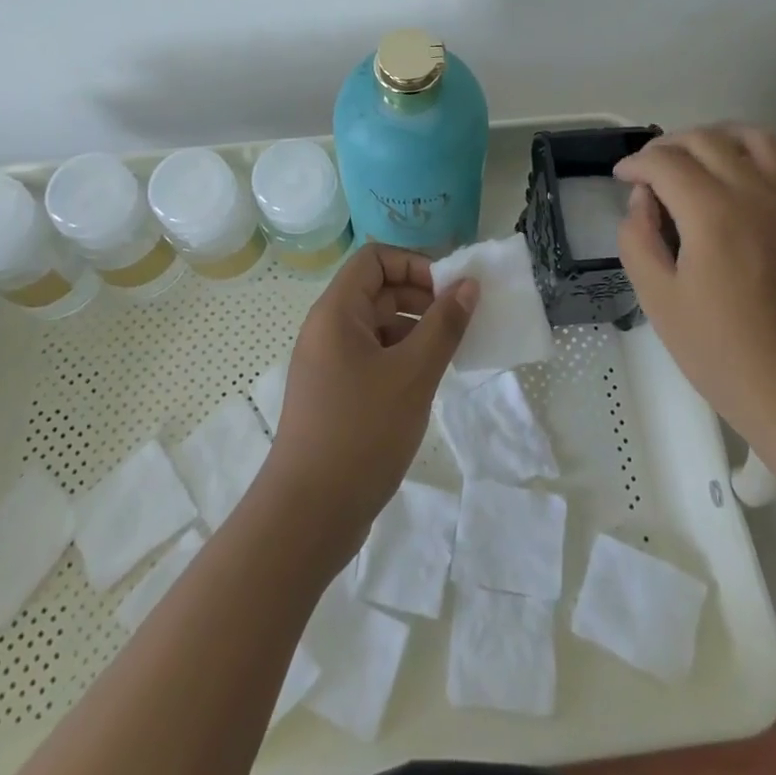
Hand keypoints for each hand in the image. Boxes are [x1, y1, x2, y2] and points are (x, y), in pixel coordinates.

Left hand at [262, 244, 478, 556]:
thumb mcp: (413, 374)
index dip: (414, 264)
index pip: (375, 259)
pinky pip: (372, 357)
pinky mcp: (335, 394)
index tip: (449, 291)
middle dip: (420, 297)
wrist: (307, 516)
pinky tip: (427, 381)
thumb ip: (444, 325)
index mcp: (336, 312)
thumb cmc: (361, 433)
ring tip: (451, 352)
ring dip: (415, 329)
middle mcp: (327, 329)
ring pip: (377, 326)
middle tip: (460, 321)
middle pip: (377, 289)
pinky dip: (402, 358)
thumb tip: (468, 284)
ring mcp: (329, 363)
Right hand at [614, 124, 775, 450]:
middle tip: (649, 171)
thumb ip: (638, 238)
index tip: (621, 178)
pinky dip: (764, 156)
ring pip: (753, 137)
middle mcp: (756, 193)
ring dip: (716, 138)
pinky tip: (746, 178)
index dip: (636, 164)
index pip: (665, 163)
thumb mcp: (657, 300)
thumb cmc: (721, 353)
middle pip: (705, 140)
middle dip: (667, 147)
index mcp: (713, 214)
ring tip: (696, 159)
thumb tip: (643, 199)